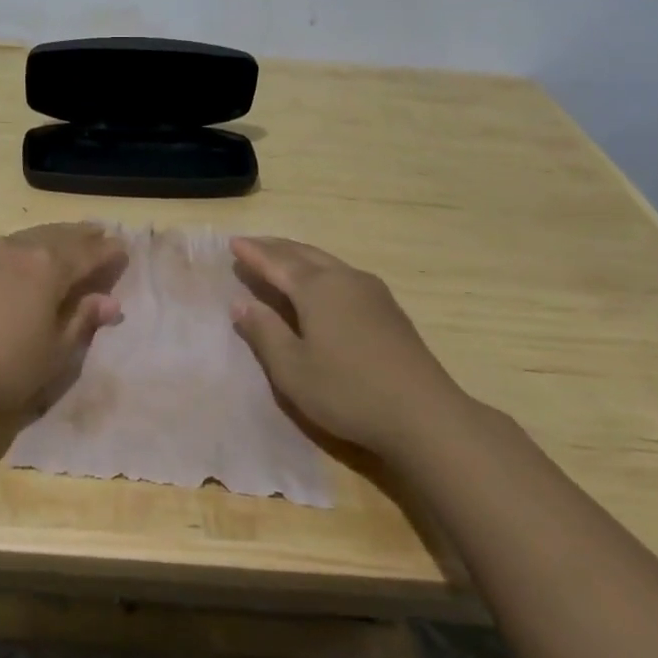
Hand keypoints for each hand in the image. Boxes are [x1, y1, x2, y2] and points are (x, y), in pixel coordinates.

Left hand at [0, 223, 126, 417]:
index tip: (124, 250)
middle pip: (61, 236)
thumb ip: (82, 321)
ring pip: (33, 235)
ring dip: (55, 235)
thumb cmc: (4, 366)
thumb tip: (109, 302)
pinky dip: (29, 244)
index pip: (89, 253)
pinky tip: (27, 253)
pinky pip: (11, 244)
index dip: (109, 252)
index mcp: (50, 267)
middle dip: (83, 235)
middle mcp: (22, 250)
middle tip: (100, 232)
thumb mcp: (55, 352)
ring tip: (68, 237)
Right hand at [230, 236, 459, 451]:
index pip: (275, 262)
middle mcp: (344, 278)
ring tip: (281, 256)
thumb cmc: (347, 391)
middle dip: (275, 247)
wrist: (424, 414)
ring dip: (299, 255)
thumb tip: (241, 303)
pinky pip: (343, 274)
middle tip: (252, 243)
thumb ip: (264, 332)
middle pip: (303, 253)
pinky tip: (321, 282)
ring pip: (326, 261)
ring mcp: (371, 292)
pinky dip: (320, 269)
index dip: (252, 254)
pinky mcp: (389, 309)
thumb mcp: (292, 369)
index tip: (233, 243)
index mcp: (316, 288)